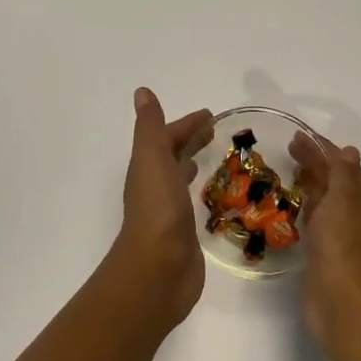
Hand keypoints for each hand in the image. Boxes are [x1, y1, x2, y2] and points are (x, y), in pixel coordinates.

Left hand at [108, 88, 213, 328]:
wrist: (158, 268)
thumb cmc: (158, 208)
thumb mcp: (152, 157)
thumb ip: (150, 126)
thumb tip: (141, 91)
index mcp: (148, 167)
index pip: (167, 137)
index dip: (186, 125)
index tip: (211, 115)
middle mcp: (156, 186)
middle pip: (173, 156)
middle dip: (191, 141)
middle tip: (218, 132)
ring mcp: (170, 211)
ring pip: (181, 179)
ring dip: (194, 164)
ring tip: (219, 158)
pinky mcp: (185, 234)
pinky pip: (193, 204)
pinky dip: (201, 193)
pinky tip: (216, 196)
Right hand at [291, 131, 360, 359]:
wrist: (341, 302)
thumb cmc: (343, 245)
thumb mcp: (344, 200)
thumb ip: (343, 173)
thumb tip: (349, 150)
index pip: (347, 166)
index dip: (324, 149)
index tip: (299, 136)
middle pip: (338, 182)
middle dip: (316, 163)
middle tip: (289, 148)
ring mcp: (346, 237)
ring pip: (328, 201)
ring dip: (312, 184)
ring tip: (290, 170)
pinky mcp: (329, 254)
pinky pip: (319, 221)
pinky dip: (309, 207)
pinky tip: (296, 204)